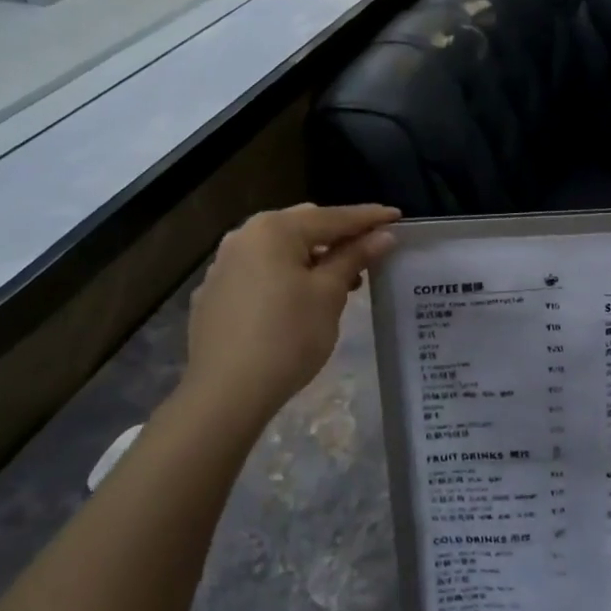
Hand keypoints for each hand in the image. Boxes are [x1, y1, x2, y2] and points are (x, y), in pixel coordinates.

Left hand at [174, 202, 399, 437]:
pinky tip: (297, 300)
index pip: (332, 217)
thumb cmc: (287, 337)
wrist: (225, 394)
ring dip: (311, 257)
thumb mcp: (329, 294)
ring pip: (279, 249)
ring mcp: (223, 265)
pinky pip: (259, 271)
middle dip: (337, 236)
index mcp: (274, 230)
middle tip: (369, 252)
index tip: (396, 216)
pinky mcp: (213, 294)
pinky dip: (284, 274)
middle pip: (303, 226)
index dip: (368, 218)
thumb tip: (382, 235)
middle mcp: (244, 236)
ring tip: (339, 280)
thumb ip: (355, 257)